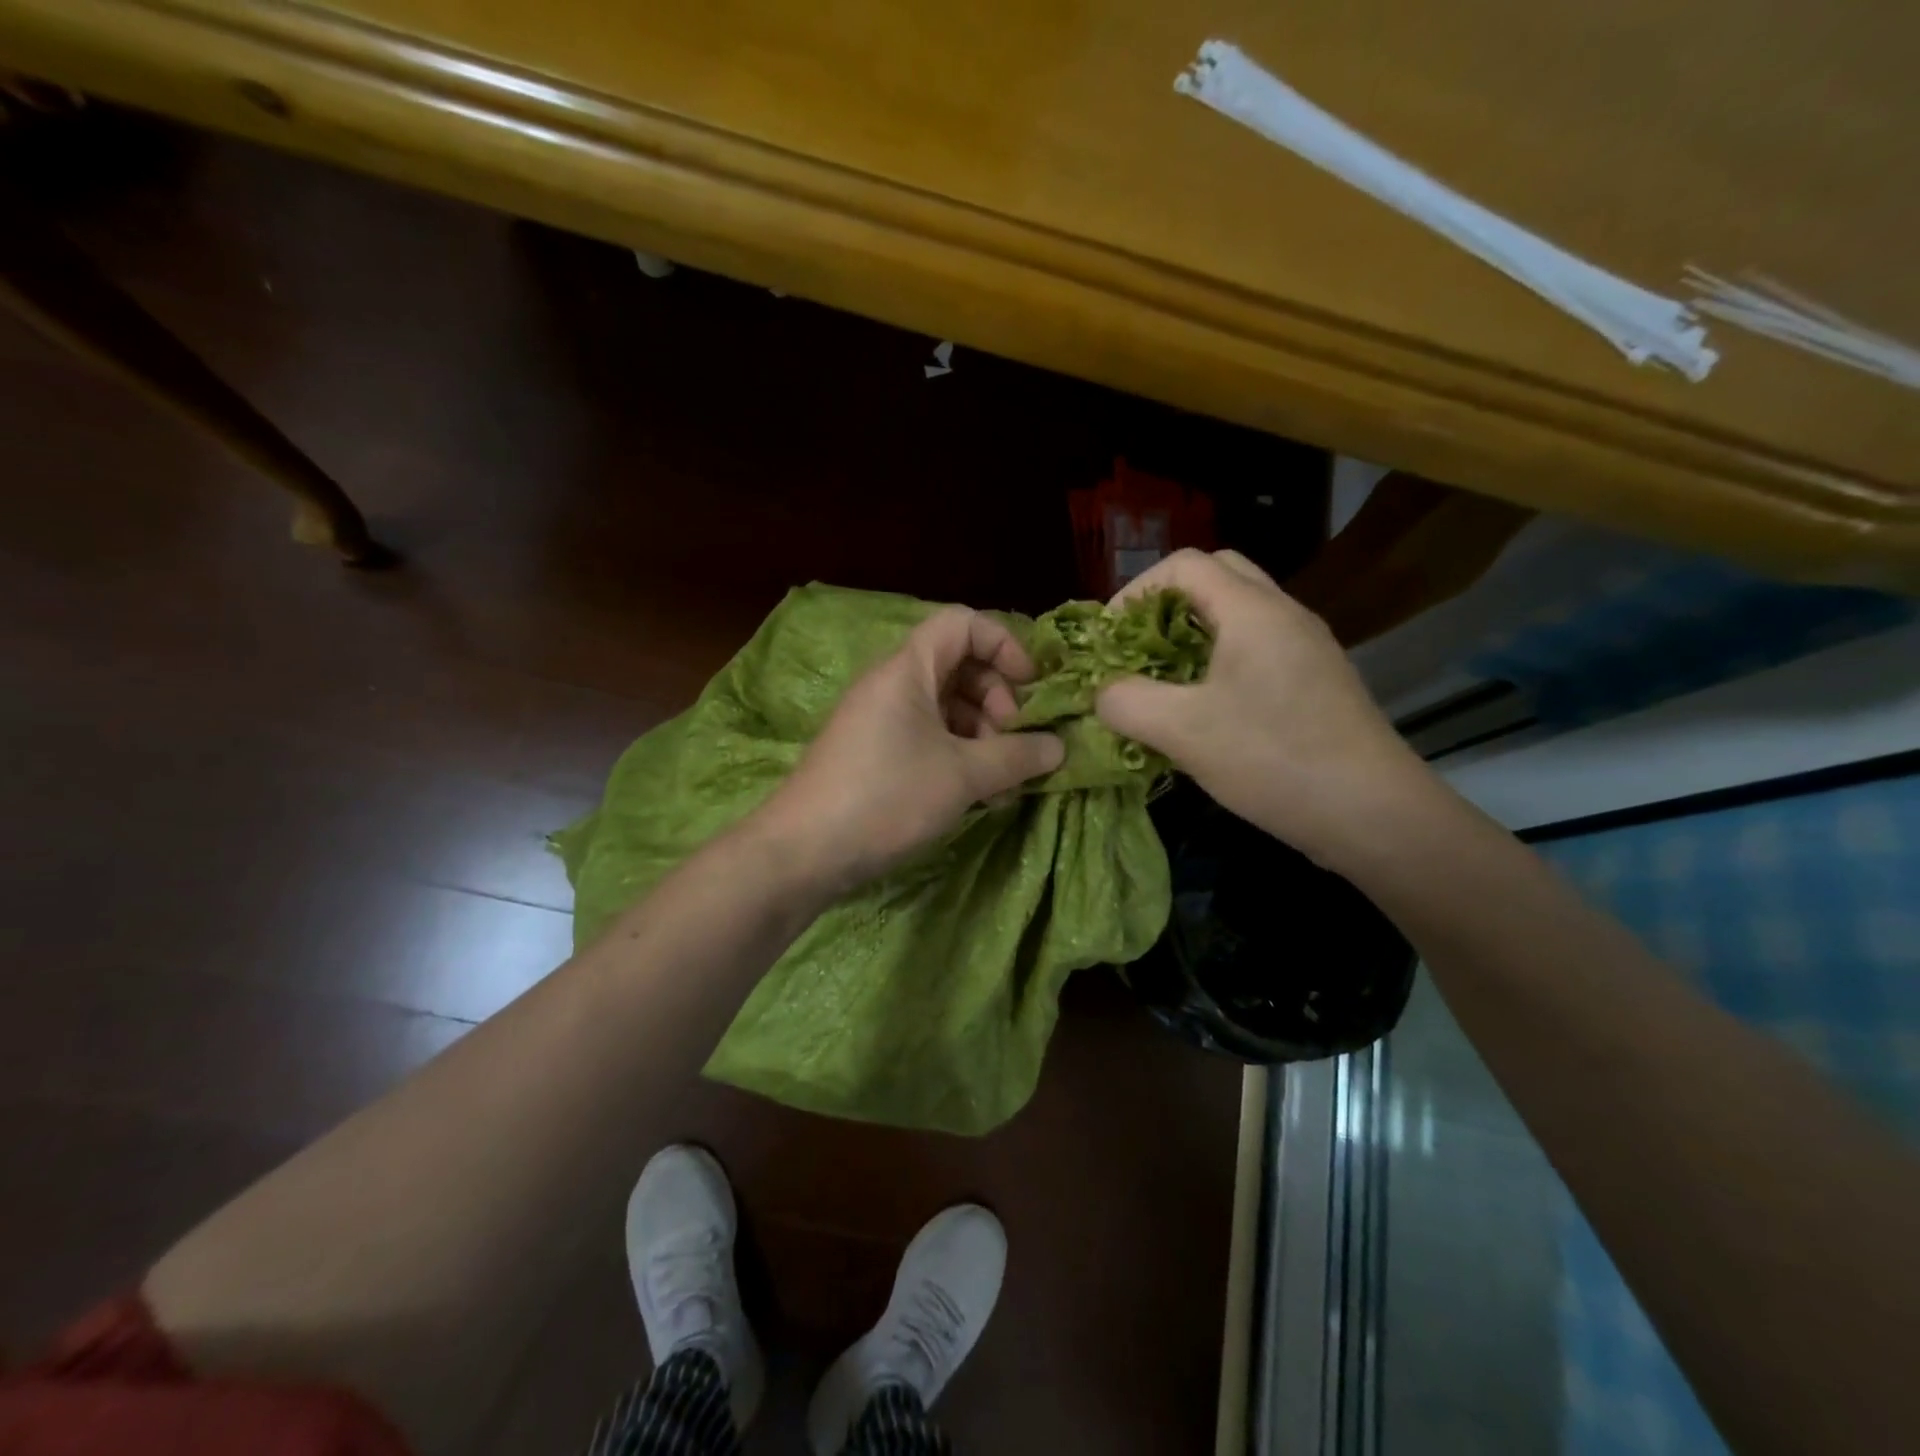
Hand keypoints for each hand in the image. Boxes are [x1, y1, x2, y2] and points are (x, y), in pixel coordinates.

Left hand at [752, 605, 1065, 895]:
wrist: (803, 852)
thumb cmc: (886, 796)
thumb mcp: (962, 776)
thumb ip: (1016, 756)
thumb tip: (1059, 747)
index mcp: (908, 668)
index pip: (963, 624)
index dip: (1004, 645)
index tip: (1031, 686)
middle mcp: (893, 684)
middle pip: (960, 667)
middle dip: (998, 700)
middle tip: (1015, 742)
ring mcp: (881, 720)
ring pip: (947, 708)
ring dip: (983, 736)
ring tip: (1003, 783)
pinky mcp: (876, 753)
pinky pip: (928, 738)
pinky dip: (959, 757)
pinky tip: (979, 796)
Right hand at [1095, 549, 1428, 861]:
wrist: (1374, 814)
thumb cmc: (1274, 759)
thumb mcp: (1183, 732)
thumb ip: (1127, 702)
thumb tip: (1102, 693)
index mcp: (1253, 611)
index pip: (1185, 564)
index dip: (1135, 592)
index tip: (1110, 639)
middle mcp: (1284, 615)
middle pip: (1216, 577)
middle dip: (1166, 606)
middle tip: (1137, 649)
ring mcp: (1306, 648)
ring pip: (1238, 615)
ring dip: (1192, 635)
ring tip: (1162, 680)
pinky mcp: (1315, 683)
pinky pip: (1256, 650)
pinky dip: (1218, 662)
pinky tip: (1204, 711)